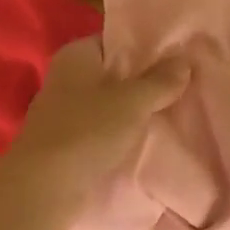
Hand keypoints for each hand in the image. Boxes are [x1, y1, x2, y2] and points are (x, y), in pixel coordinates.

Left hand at [0, 37, 189, 229]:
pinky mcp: (69, 143)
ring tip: (177, 110)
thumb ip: (160, 80)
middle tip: (186, 82)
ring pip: (111, 103)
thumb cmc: (86, 131)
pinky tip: (152, 138)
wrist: (43, 189)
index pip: (117, 39)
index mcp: (77, 55)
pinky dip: (124, 133)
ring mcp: (66, 111)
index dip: (147, 45)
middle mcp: (68, 77)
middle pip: (115, 72)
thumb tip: (184, 61)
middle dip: (146, 79)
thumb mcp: (132, 101)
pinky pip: (105, 129)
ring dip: (137, 109)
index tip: (179, 54)